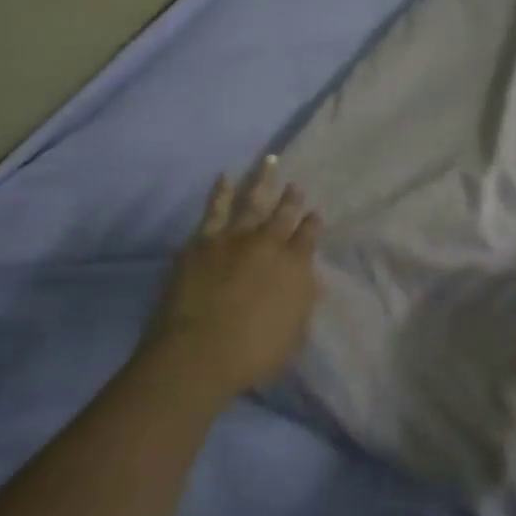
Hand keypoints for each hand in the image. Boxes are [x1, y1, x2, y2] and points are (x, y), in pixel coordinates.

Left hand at [141, 157, 321, 403]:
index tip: (315, 215)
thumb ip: (301, 302)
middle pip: (283, 214)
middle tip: (296, 185)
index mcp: (295, 267)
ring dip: (262, 181)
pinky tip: (225, 178)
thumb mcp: (294, 333)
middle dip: (292, 199)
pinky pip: (215, 209)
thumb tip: (307, 280)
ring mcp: (234, 239)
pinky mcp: (202, 242)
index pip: (308, 237)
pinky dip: (221, 192)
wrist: (200, 353)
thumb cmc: (253, 354)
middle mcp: (268, 245)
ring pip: (253, 201)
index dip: (312, 224)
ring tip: (268, 162)